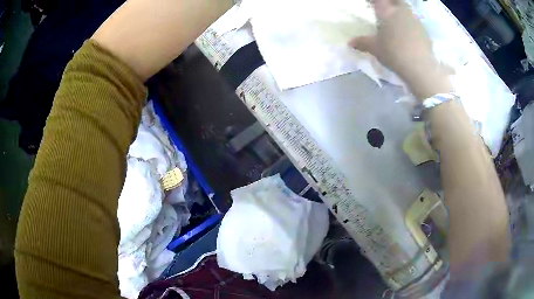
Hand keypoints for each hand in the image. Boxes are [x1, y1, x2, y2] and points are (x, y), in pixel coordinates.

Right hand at [350, 0, 452, 99]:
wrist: (420, 67)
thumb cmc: (393, 53)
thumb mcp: (374, 48)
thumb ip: (362, 42)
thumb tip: (350, 43)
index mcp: (386, 11)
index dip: (372, 0)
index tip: (369, 3)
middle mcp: (401, 11)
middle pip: (395, 0)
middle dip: (389, 2)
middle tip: (384, 8)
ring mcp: (414, 19)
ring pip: (406, 8)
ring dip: (400, 10)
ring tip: (395, 20)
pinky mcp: (424, 30)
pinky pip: (414, 20)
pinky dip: (409, 22)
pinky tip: (407, 32)